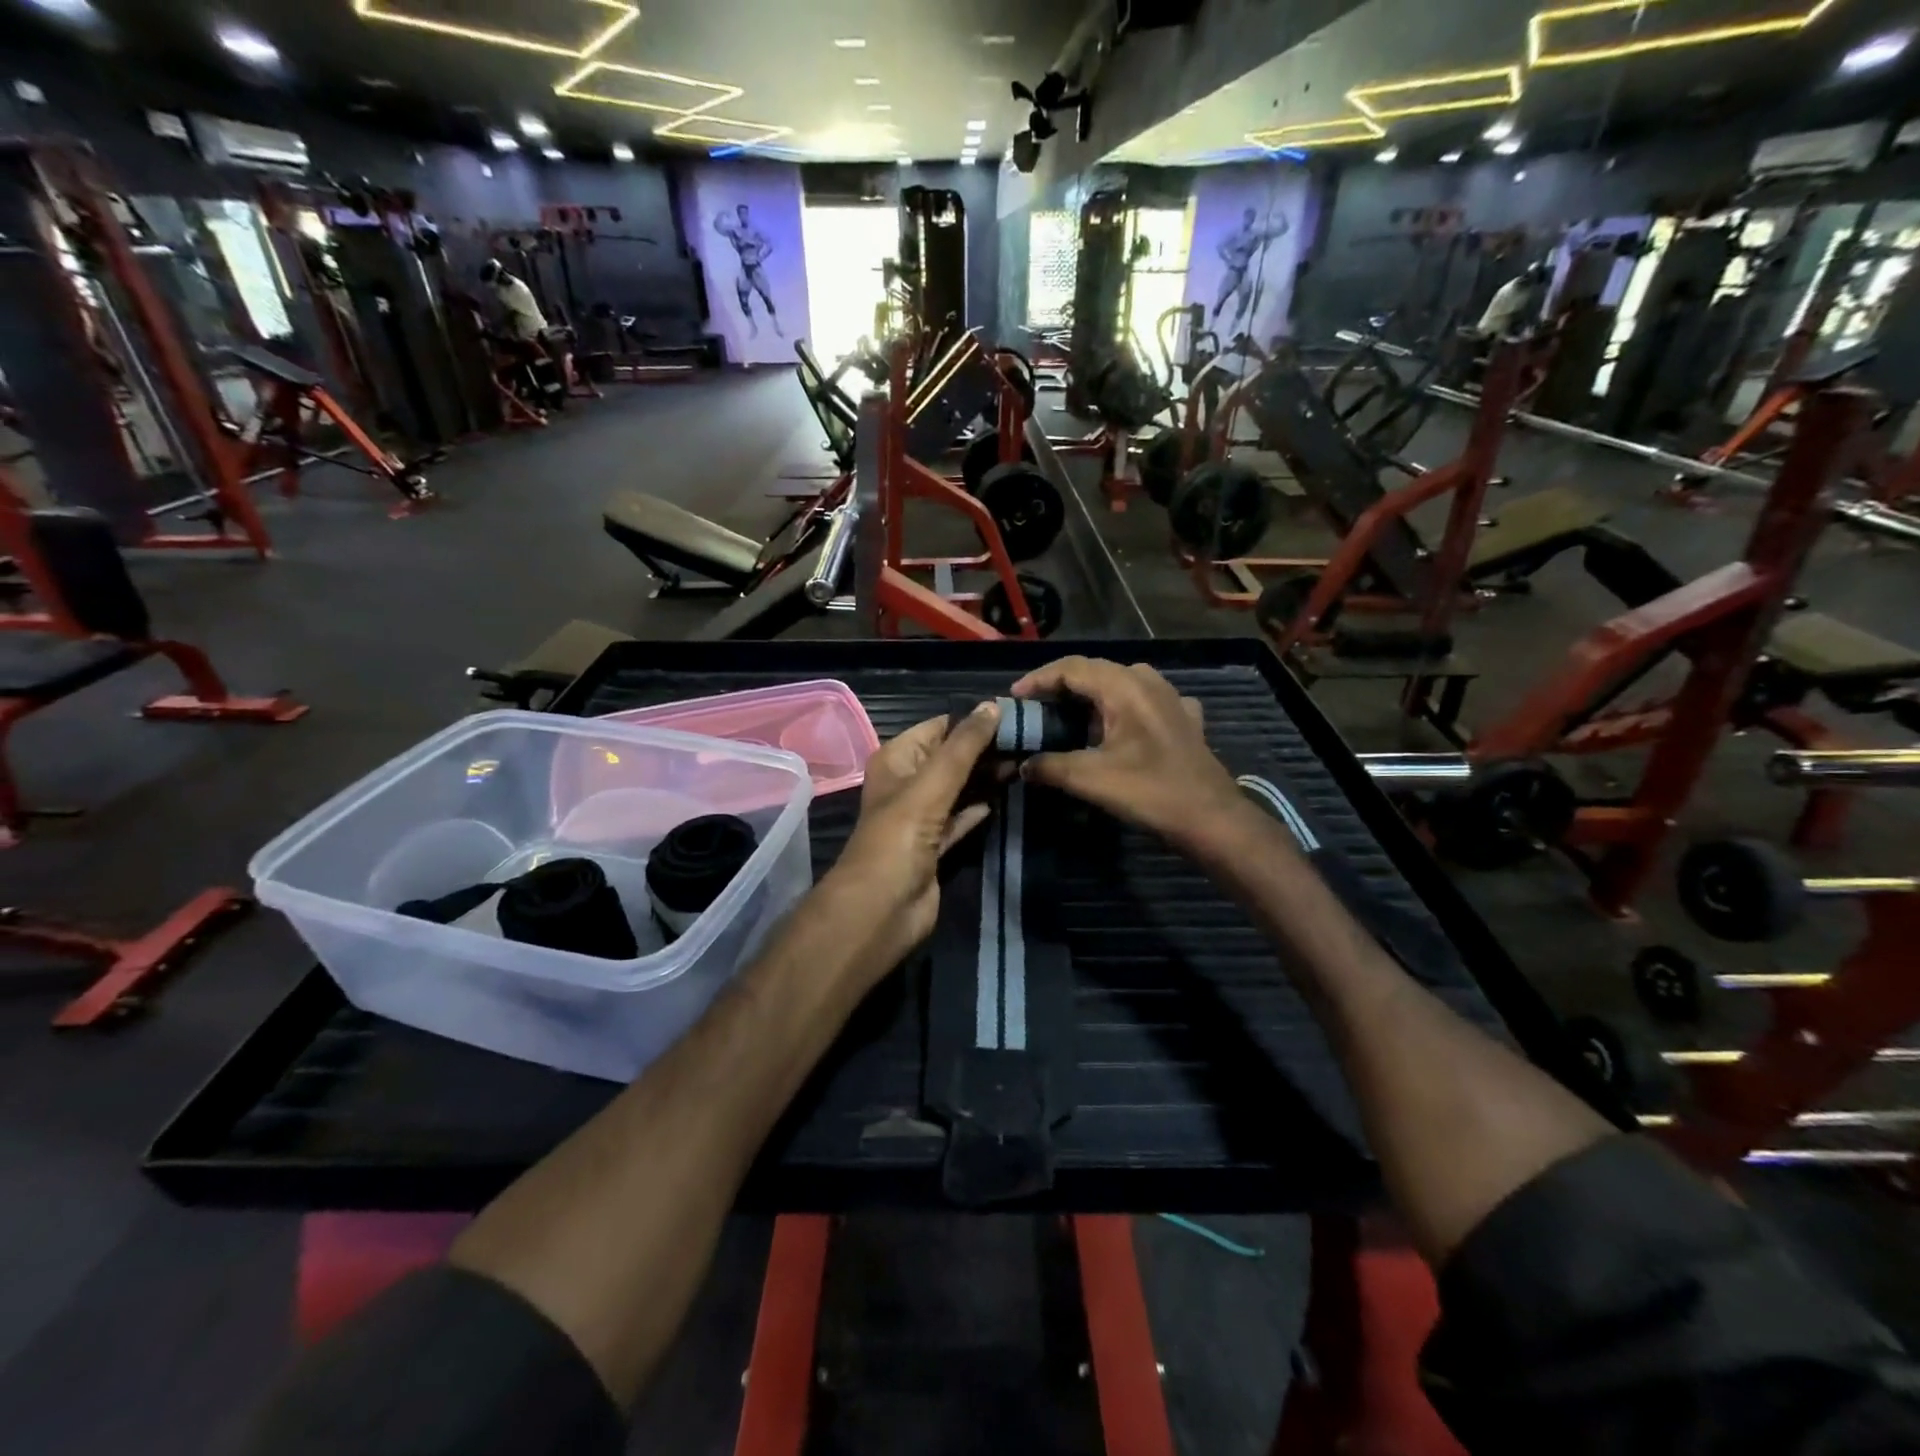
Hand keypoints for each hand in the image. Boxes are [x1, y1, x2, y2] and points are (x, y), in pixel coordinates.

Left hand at [824, 703, 1001, 974]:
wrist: (882, 908)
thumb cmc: (900, 836)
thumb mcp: (932, 783)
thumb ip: (965, 745)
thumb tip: (994, 705)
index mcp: (897, 759)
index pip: (939, 727)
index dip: (974, 719)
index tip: (1017, 714)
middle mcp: (907, 783)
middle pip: (952, 757)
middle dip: (985, 749)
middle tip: (1031, 739)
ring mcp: (922, 816)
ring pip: (959, 787)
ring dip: (987, 777)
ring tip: (1026, 761)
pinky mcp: (936, 846)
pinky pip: (962, 818)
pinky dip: (980, 808)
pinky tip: (1005, 797)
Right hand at [1011, 658, 1243, 851]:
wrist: (1210, 817)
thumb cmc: (1149, 791)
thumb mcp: (1090, 779)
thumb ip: (1050, 766)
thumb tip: (1023, 765)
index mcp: (1124, 686)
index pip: (1072, 668)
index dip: (1039, 679)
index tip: (1014, 697)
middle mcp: (1148, 681)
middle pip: (1096, 671)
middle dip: (1061, 687)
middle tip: (1036, 707)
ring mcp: (1171, 697)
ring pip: (1122, 683)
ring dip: (1092, 695)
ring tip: (1070, 715)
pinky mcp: (1185, 718)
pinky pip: (1146, 701)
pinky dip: (1123, 708)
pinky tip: (1120, 726)